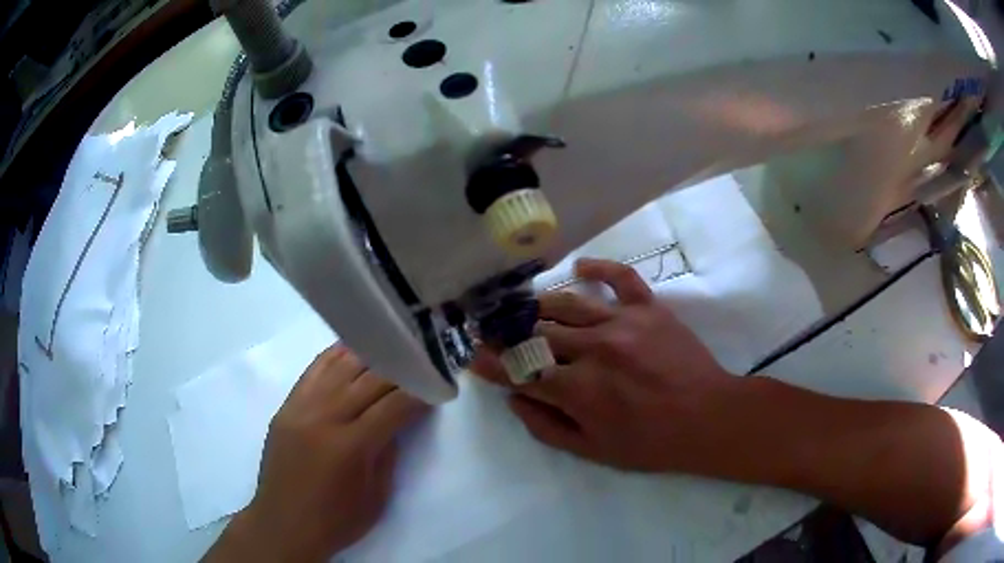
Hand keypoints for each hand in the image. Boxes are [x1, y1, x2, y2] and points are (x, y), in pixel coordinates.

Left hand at [205, 345, 427, 561]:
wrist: (283, 524)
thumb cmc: (336, 520)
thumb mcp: (376, 496)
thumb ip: (389, 452)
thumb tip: (398, 419)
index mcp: (350, 446)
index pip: (393, 405)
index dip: (419, 393)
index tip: (436, 386)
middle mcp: (324, 417)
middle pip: (369, 380)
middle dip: (400, 371)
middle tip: (420, 366)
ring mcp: (300, 407)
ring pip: (341, 366)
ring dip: (371, 357)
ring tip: (392, 351)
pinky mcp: (286, 406)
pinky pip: (313, 370)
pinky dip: (336, 356)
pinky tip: (353, 350)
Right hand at [472, 258, 738, 472]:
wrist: (708, 418)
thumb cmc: (651, 442)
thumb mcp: (593, 451)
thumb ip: (547, 427)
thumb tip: (515, 400)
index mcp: (578, 389)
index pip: (520, 370)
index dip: (492, 363)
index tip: (474, 354)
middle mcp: (593, 348)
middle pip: (536, 332)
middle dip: (507, 332)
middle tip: (492, 328)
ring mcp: (622, 322)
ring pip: (567, 303)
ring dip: (538, 304)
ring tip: (523, 306)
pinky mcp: (648, 308)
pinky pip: (620, 277)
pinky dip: (598, 268)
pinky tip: (580, 267)